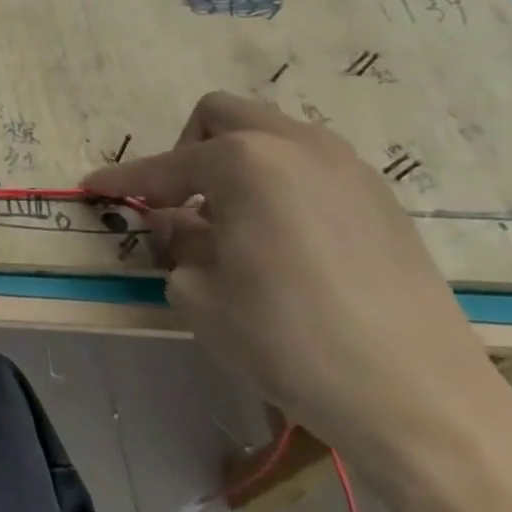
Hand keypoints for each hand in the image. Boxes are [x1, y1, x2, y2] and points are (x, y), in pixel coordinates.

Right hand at [84, 92, 511, 476]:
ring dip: (234, 163)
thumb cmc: (288, 340)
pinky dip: (276, 181)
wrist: (418, 396)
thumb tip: (175, 223)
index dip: (123, 179)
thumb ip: (176, 243)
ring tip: (228, 221)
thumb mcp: (201, 294)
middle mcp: (297, 145)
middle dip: (186, 150)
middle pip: (221, 115)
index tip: (94, 186)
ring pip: (270, 134)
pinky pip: (308, 164)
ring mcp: (347, 167)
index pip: (164, 166)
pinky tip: (277, 238)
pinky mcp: (380, 197)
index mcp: (245, 163)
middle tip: (178, 200)